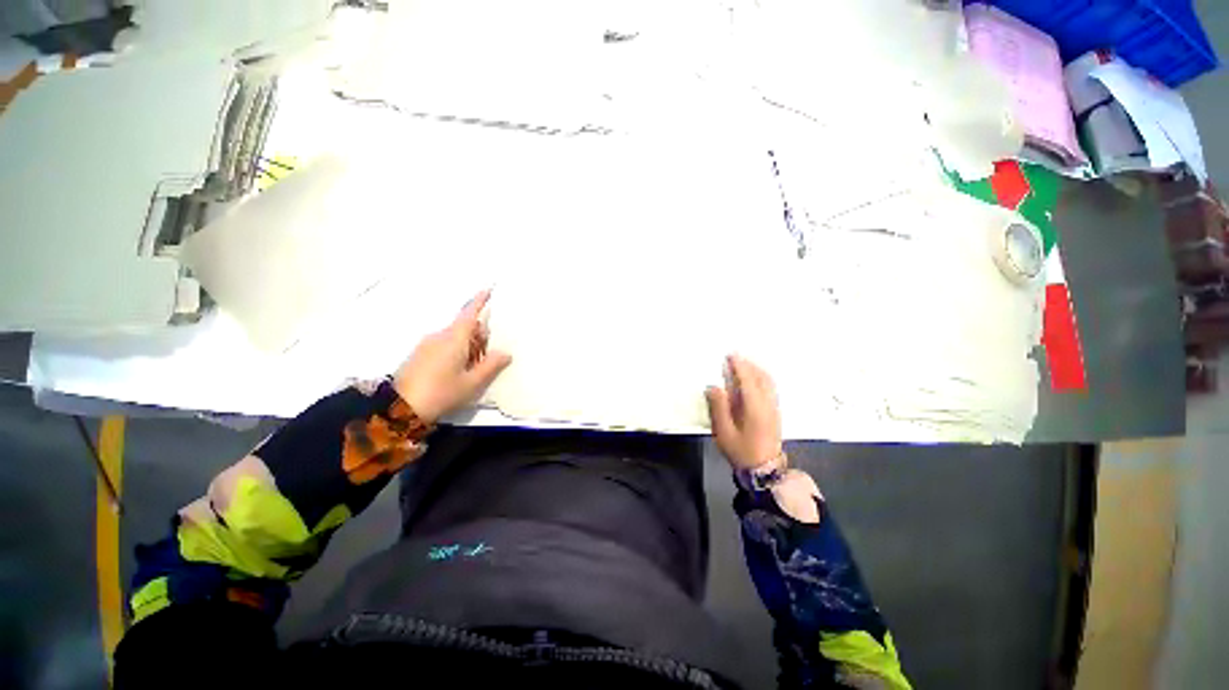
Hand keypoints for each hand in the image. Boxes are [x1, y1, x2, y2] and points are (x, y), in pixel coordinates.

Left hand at [393, 289, 511, 423]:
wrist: (399, 408)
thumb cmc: (441, 392)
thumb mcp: (472, 382)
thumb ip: (491, 365)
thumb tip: (506, 353)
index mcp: (454, 338)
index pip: (470, 313)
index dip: (480, 301)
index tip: (489, 289)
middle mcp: (439, 336)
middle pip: (464, 327)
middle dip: (480, 335)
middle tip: (491, 354)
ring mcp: (427, 345)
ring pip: (454, 337)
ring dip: (469, 346)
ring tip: (476, 368)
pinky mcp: (419, 355)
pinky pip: (443, 345)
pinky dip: (457, 352)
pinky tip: (460, 371)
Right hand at [705, 354, 782, 470]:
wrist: (764, 470)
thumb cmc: (741, 451)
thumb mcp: (724, 432)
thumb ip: (719, 407)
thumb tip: (714, 387)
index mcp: (755, 407)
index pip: (747, 380)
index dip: (739, 366)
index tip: (730, 355)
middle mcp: (768, 404)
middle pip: (761, 377)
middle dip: (749, 365)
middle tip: (735, 357)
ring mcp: (774, 408)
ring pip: (768, 382)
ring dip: (757, 370)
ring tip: (744, 364)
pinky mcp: (775, 413)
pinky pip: (770, 388)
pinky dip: (762, 378)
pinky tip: (754, 379)